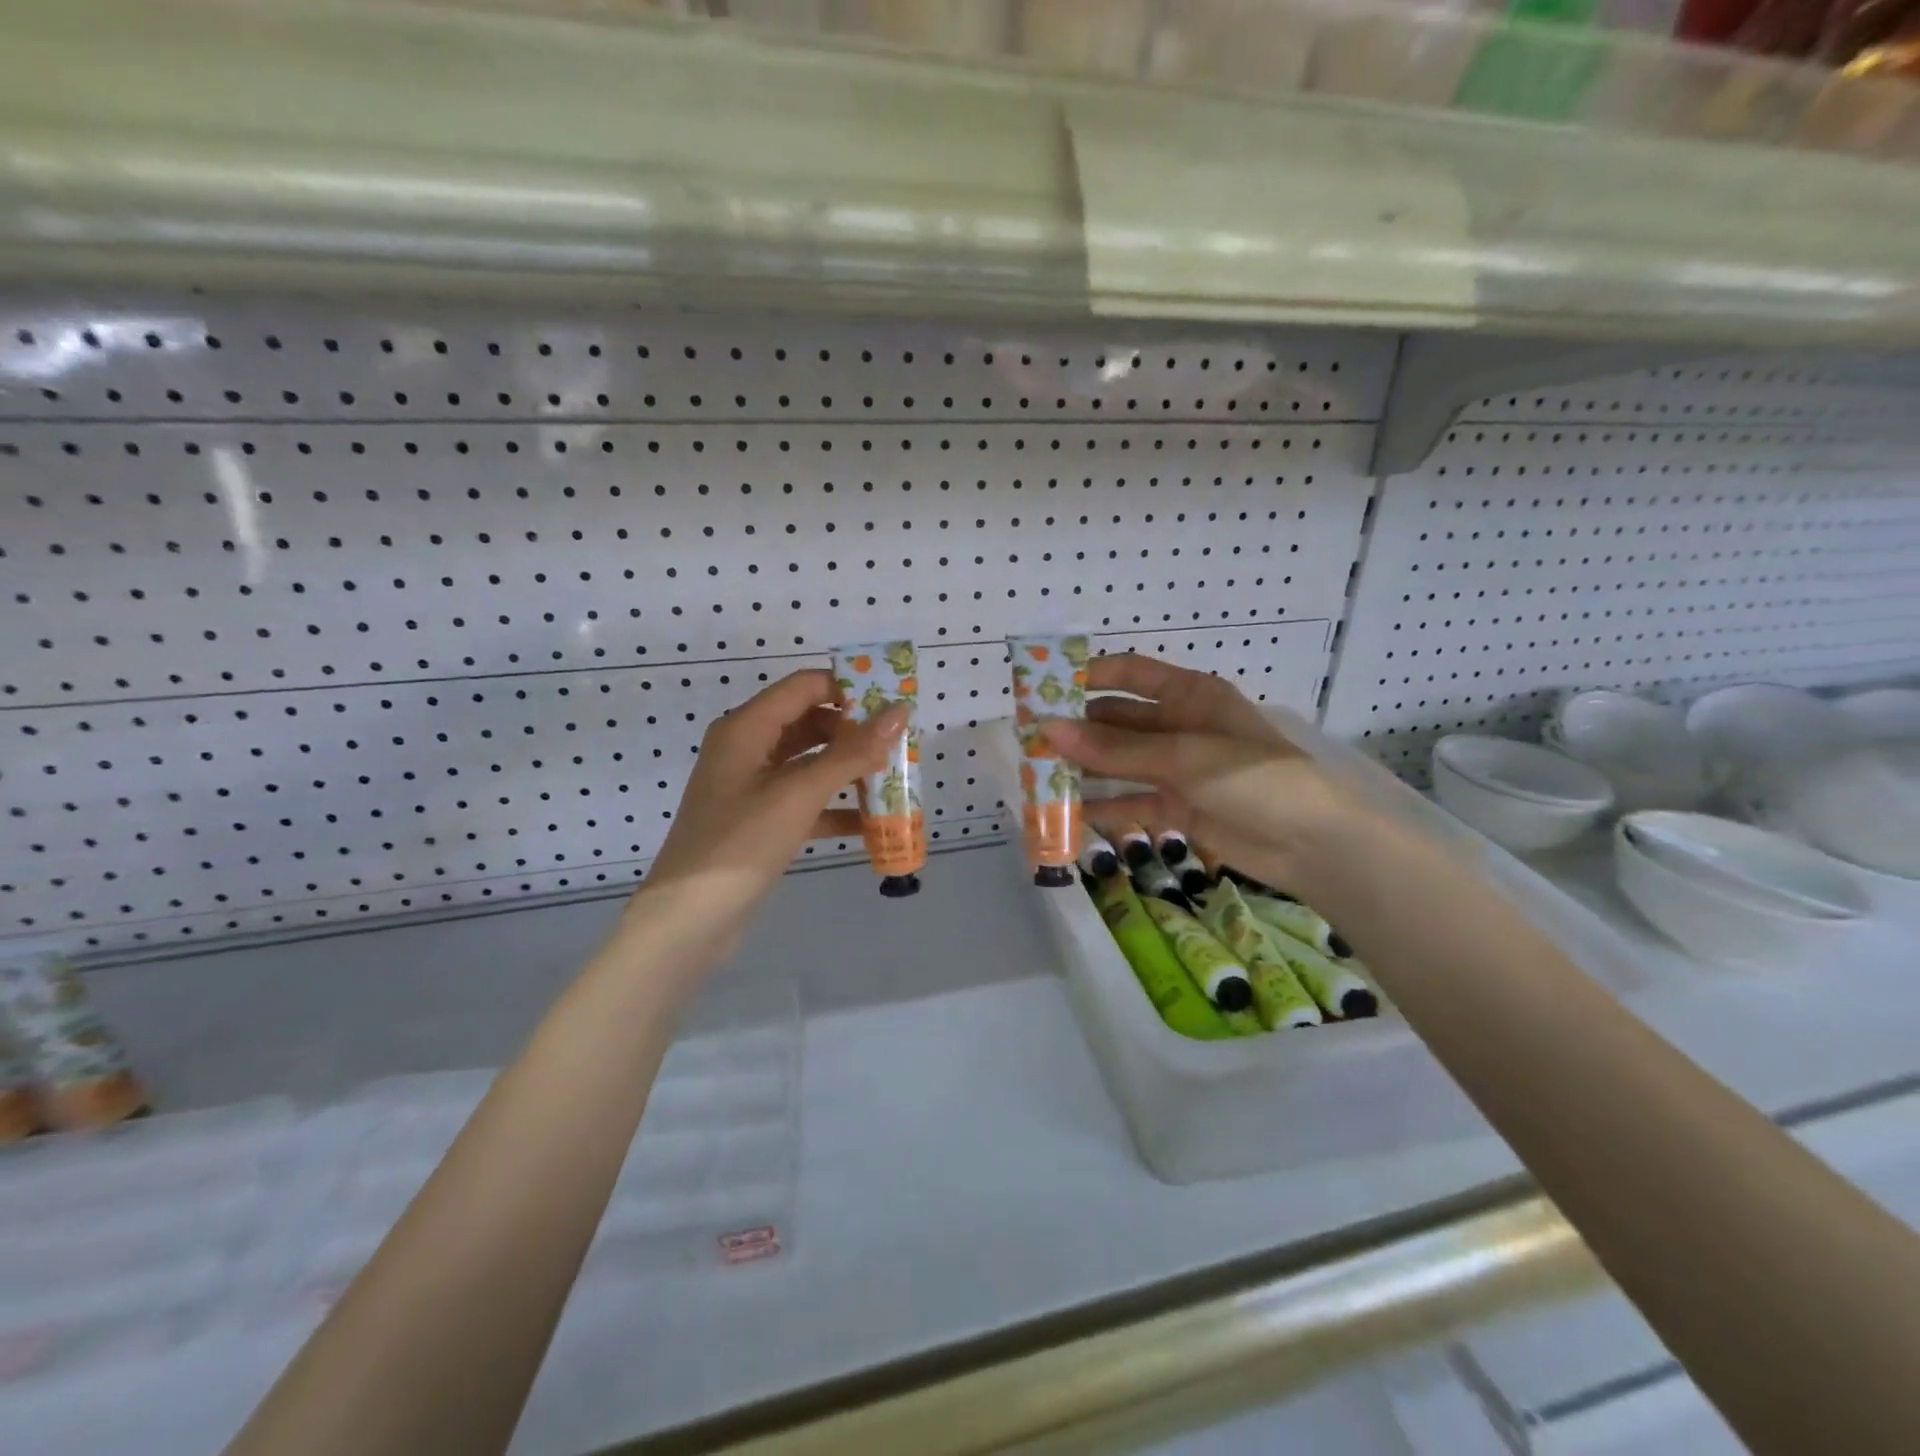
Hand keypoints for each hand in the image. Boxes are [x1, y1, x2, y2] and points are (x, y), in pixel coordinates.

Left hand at [634, 668, 907, 928]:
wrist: (689, 920)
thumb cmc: (741, 843)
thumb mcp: (799, 794)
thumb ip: (852, 753)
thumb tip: (900, 712)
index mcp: (747, 727)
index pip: (805, 686)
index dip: (850, 688)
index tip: (894, 702)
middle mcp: (747, 747)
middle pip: (810, 722)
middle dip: (855, 732)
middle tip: (900, 744)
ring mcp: (752, 786)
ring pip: (810, 763)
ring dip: (849, 770)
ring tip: (894, 780)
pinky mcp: (760, 820)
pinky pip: (804, 800)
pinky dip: (834, 807)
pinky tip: (870, 824)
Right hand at [1041, 654, 1359, 893]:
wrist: (1311, 844)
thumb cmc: (1252, 778)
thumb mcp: (1181, 757)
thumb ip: (1114, 748)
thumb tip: (1047, 729)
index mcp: (1189, 695)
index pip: (1131, 673)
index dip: (1089, 676)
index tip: (1044, 688)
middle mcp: (1180, 726)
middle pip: (1120, 720)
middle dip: (1078, 728)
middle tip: (1031, 739)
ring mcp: (1178, 768)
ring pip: (1121, 762)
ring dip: (1086, 768)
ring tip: (1040, 774)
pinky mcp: (1179, 807)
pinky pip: (1132, 801)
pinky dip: (1105, 806)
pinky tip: (1070, 812)